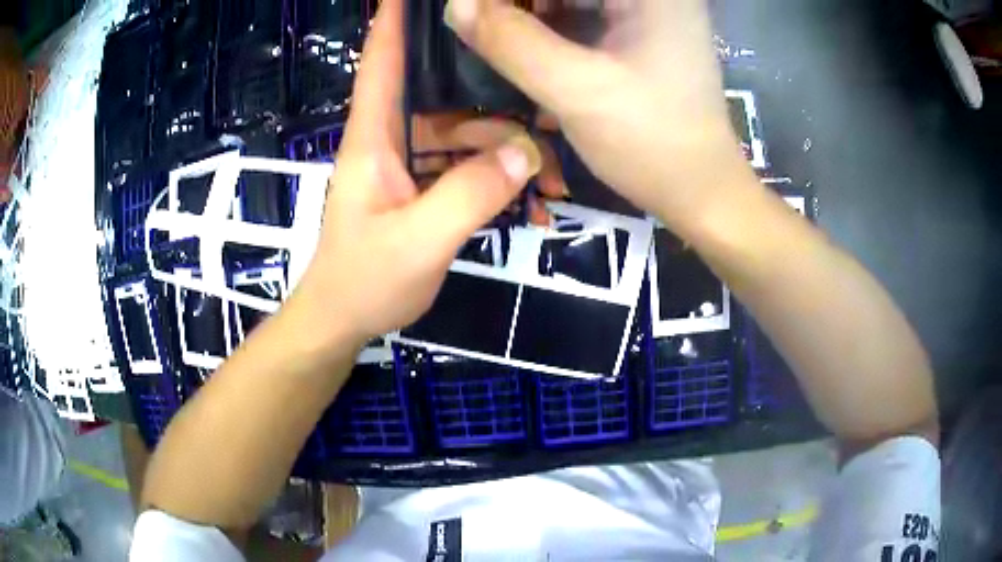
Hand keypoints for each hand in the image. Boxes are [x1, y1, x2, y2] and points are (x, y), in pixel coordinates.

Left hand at [294, 0, 551, 346]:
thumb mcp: (419, 242)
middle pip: (450, 100)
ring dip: (509, 157)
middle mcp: (393, 140)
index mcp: (375, 137)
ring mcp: (411, 165)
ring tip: (551, 184)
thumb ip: (470, 195)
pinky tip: (530, 208)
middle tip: (549, 122)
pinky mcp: (424, 188)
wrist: (345, 320)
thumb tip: (525, 154)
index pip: (383, 62)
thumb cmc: (365, 281)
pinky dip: (498, 183)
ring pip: (468, 138)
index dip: (396, 20)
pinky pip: (468, 170)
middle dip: (500, 109)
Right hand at [445, 0, 753, 230]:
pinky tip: (525, 43)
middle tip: (480, 23)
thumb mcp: (577, 90)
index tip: (474, 11)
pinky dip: (549, 23)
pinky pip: (583, 12)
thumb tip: (455, 4)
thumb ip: (511, 42)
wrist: (701, 191)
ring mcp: (650, 11)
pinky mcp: (641, 31)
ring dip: (531, 10)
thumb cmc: (652, 143)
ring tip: (496, 33)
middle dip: (521, 4)